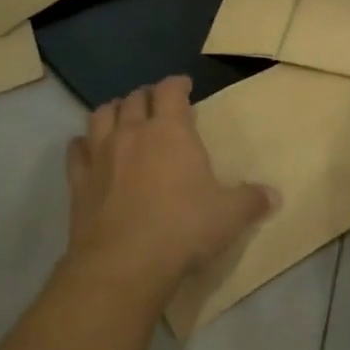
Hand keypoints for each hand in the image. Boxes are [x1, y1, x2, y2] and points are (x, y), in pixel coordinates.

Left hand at [66, 75, 274, 295]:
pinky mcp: (78, 182)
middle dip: (147, 97)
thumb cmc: (183, 228)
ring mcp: (101, 155)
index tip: (184, 87)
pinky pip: (75, 151)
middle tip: (156, 105)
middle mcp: (133, 132)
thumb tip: (275, 195)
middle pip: (135, 98)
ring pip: (101, 115)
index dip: (178, 84)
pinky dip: (82, 145)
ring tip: (121, 118)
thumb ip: (252, 201)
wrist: (124, 264)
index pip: (170, 90)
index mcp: (170, 130)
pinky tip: (87, 150)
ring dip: (113, 111)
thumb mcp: (230, 215)